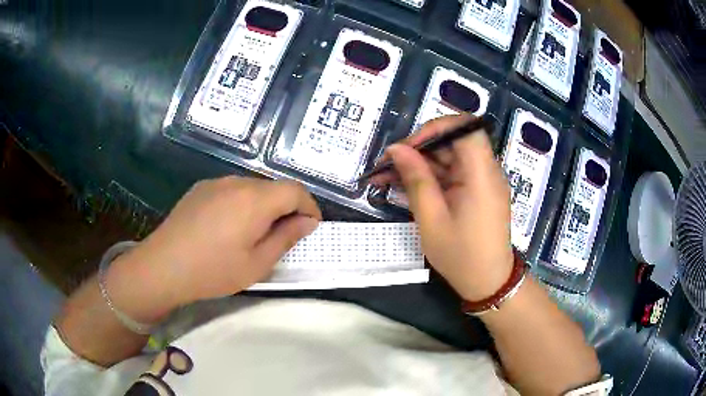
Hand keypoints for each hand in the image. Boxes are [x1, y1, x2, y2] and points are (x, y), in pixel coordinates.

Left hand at [106, 177, 321, 320]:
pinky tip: (228, 227)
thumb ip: (286, 238)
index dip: (309, 207)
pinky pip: (231, 190)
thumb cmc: (213, 270)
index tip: (310, 227)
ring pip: (252, 188)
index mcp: (255, 200)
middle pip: (274, 187)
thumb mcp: (257, 264)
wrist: (163, 266)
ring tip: (253, 234)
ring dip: (263, 206)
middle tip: (282, 237)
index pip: (295, 190)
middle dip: (286, 208)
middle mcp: (237, 182)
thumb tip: (307, 222)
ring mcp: (216, 182)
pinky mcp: (201, 188)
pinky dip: (242, 203)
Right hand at [373, 114, 512, 300]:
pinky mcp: (476, 190)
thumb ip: (416, 179)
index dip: (435, 128)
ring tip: (386, 177)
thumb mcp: (431, 219)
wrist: (488, 282)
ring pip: (448, 157)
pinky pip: (451, 173)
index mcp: (481, 174)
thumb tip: (397, 149)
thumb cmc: (461, 256)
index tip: (409, 146)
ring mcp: (482, 180)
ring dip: (419, 163)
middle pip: (453, 141)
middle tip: (387, 165)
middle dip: (418, 148)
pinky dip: (429, 176)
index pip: (465, 127)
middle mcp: (486, 170)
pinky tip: (405, 186)